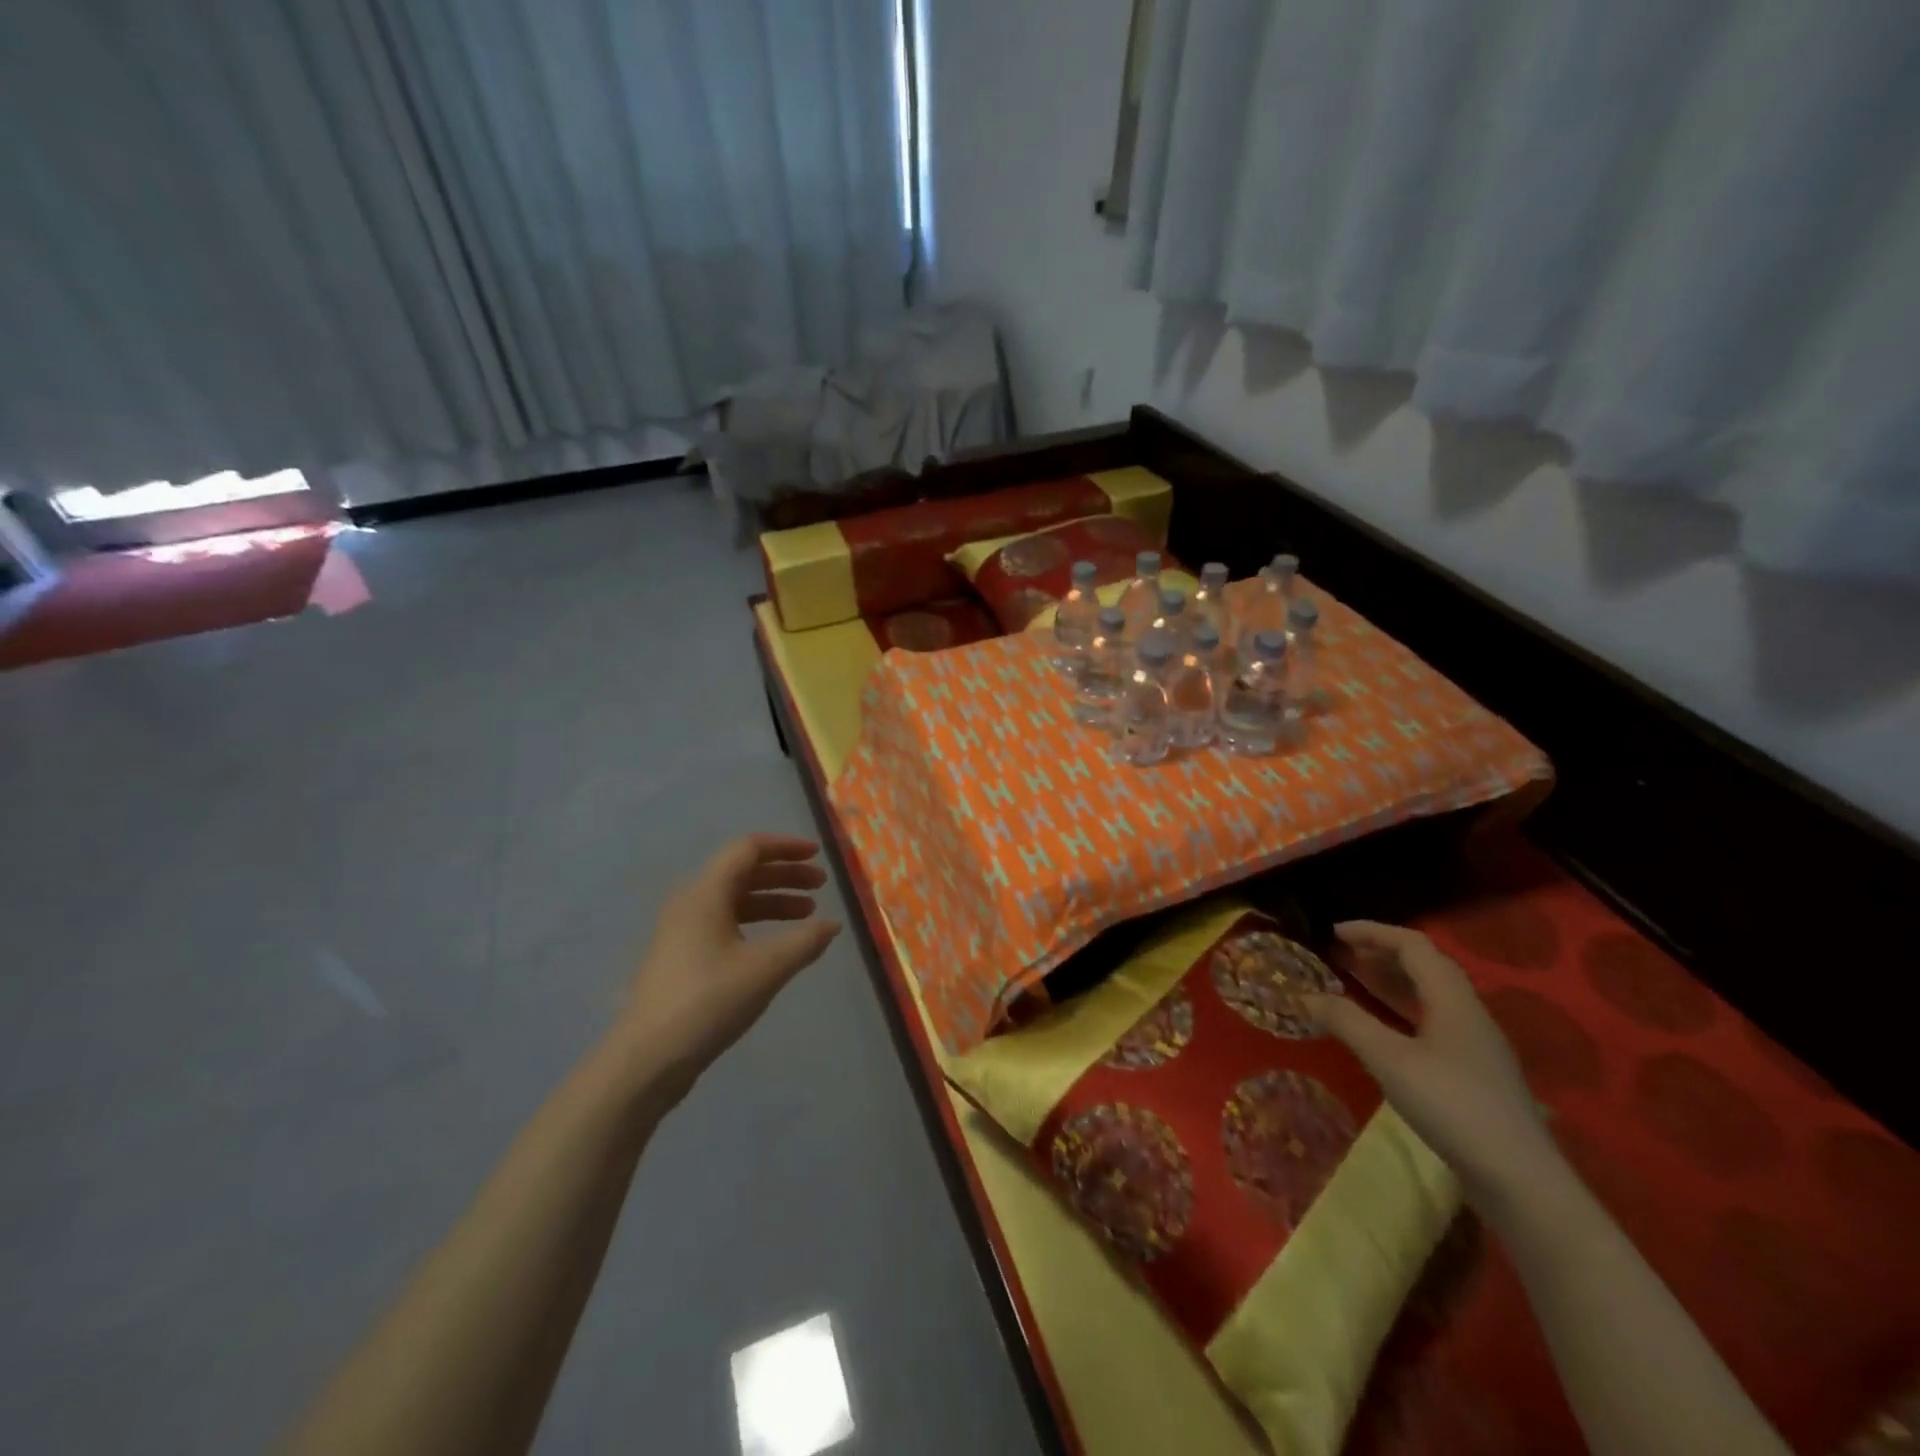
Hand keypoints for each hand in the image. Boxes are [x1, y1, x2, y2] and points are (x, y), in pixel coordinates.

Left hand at [618, 834, 840, 1105]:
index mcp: (706, 893)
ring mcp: (682, 931)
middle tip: (821, 886)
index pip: (748, 849)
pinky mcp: (682, 957)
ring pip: (734, 900)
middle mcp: (691, 903)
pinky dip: (756, 923)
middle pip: (742, 872)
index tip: (817, 856)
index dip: (785, 847)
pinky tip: (777, 945)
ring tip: (808, 915)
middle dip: (784, 874)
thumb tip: (833, 924)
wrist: (646, 1060)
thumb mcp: (766, 969)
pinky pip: (725, 923)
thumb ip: (804, 941)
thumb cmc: (708, 1002)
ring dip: (773, 900)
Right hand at [1304, 921, 1556, 1205]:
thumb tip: (1306, 995)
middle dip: (1382, 953)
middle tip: (1342, 956)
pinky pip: (1435, 1020)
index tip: (1333, 933)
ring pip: (1432, 994)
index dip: (1372, 932)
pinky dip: (1404, 1009)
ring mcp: (1478, 1045)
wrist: (1521, 1181)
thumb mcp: (1389, 1060)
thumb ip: (1347, 1022)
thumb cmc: (1452, 1106)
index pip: (1412, 945)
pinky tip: (1387, 1031)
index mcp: (1453, 999)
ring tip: (1357, 983)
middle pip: (1426, 965)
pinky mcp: (1478, 1073)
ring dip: (1394, 980)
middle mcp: (1470, 1013)